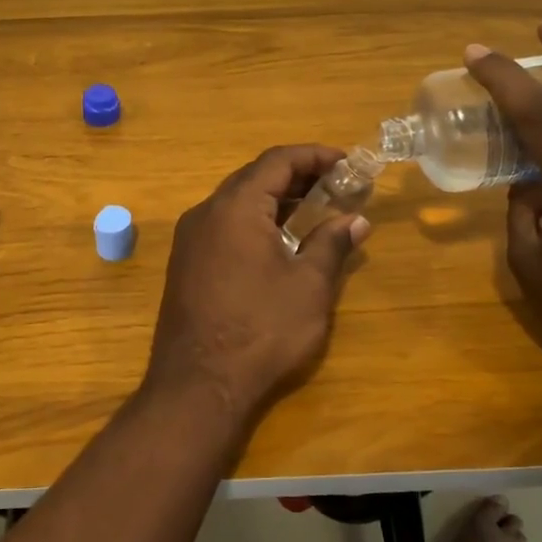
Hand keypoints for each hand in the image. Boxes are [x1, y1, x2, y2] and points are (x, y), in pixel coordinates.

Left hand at [145, 145, 369, 426]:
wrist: (197, 386)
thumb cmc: (261, 331)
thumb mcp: (309, 287)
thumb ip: (332, 244)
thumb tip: (356, 220)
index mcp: (235, 207)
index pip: (277, 161)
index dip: (314, 155)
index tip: (347, 162)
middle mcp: (206, 213)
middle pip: (254, 177)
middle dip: (296, 176)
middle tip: (335, 186)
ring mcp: (190, 239)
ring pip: (236, 202)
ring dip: (274, 200)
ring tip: (313, 213)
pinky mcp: (185, 264)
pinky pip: (223, 226)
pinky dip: (254, 222)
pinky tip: (278, 244)